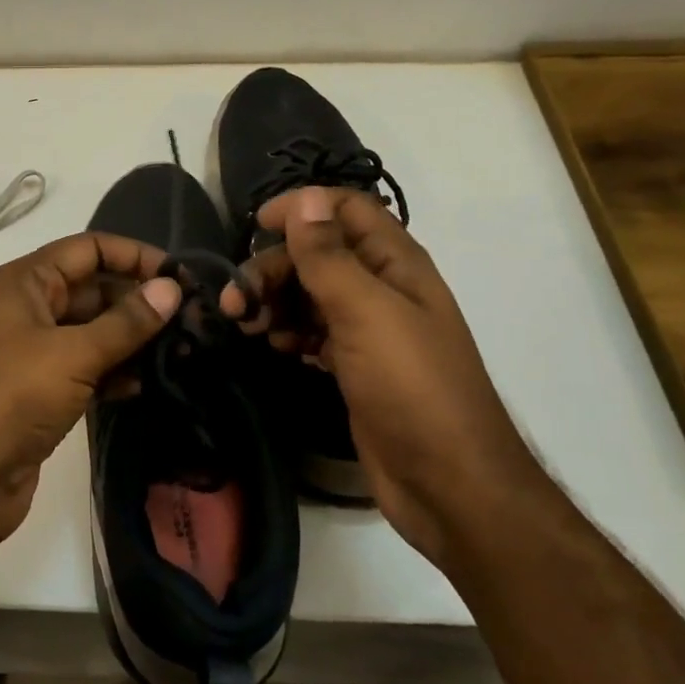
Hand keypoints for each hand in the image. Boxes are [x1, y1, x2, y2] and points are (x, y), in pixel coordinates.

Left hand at [0, 232, 182, 552]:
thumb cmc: (13, 397)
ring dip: (131, 338)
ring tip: (181, 350)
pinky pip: (86, 367)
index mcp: (26, 281)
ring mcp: (34, 351)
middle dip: (138, 300)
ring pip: (92, 331)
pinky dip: (113, 372)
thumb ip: (126, 322)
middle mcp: (28, 308)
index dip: (133, 255)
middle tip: (191, 319)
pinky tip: (145, 384)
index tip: (180, 276)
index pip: (88, 249)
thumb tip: (171, 288)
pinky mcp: (41, 390)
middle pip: (93, 289)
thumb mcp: (73, 353)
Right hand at [222, 186, 549, 565]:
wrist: (448, 483)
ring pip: (309, 293)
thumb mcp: (365, 312)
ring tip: (246, 325)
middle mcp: (381, 287)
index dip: (302, 207)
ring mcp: (368, 328)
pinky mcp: (353, 364)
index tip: (256, 225)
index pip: (345, 209)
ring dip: (274, 301)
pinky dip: (288, 330)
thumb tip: (304, 199)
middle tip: (236, 300)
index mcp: (395, 262)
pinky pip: (312, 330)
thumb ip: (329, 256)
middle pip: (317, 253)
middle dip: (273, 267)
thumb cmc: (411, 387)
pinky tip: (274, 345)